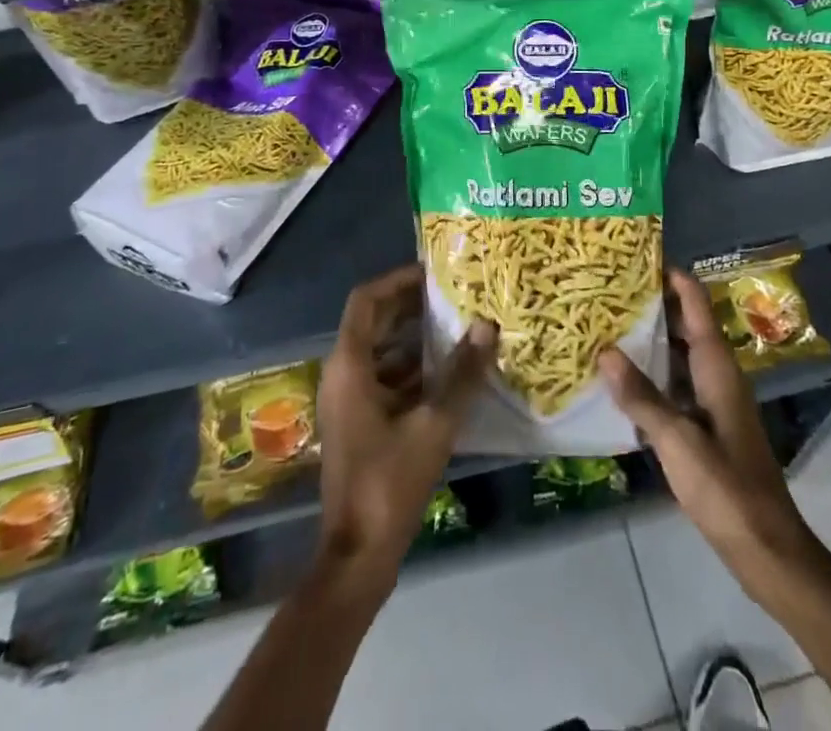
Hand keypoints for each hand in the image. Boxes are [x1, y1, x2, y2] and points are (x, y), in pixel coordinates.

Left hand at [316, 264, 496, 584]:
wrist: (357, 557)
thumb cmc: (389, 483)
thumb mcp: (434, 425)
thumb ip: (462, 374)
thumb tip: (487, 326)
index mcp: (349, 366)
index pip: (367, 300)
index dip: (398, 280)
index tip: (433, 272)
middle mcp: (343, 376)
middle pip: (374, 323)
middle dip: (412, 307)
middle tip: (454, 295)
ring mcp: (349, 402)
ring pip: (382, 353)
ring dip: (416, 339)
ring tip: (459, 328)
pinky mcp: (360, 424)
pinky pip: (385, 380)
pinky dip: (414, 371)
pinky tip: (450, 375)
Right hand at [600, 270, 814, 585]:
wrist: (766, 547)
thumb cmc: (725, 486)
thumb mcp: (677, 440)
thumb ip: (641, 396)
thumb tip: (605, 351)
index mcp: (717, 366)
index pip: (696, 302)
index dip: (671, 276)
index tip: (635, 257)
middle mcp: (718, 374)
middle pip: (686, 324)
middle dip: (652, 305)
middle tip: (608, 292)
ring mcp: (714, 401)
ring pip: (680, 355)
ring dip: (650, 341)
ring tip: (607, 327)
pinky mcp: (708, 426)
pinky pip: (677, 385)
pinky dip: (653, 376)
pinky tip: (622, 382)